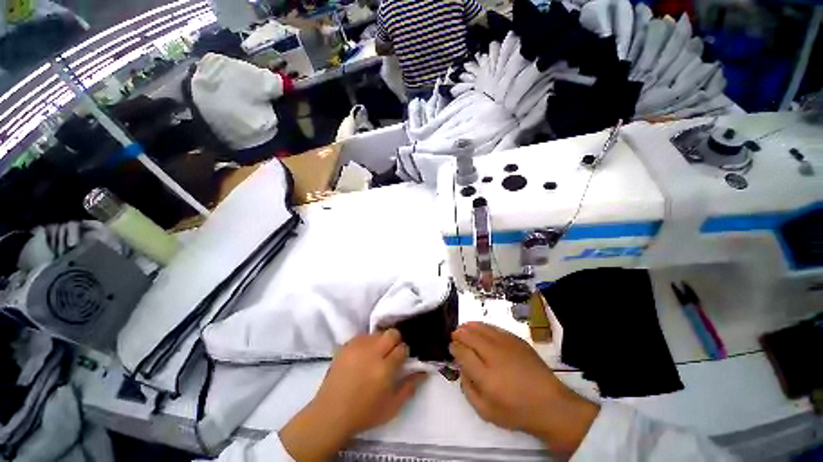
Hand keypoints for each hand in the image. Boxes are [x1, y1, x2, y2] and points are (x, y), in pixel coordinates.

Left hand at [279, 329, 426, 460]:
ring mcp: (357, 347)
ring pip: (377, 333)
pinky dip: (367, 342)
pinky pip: (363, 335)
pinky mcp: (346, 345)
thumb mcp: (392, 406)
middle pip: (391, 333)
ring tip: (376, 354)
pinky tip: (364, 354)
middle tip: (391, 353)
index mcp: (385, 368)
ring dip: (381, 341)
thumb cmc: (364, 413)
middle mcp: (372, 353)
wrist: (331, 413)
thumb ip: (410, 386)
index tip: (401, 359)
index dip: (404, 352)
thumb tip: (425, 371)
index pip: (402, 348)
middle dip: (395, 340)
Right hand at [450, 322, 599, 453]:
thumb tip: (461, 369)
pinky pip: (495, 328)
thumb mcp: (486, 412)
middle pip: (470, 337)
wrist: (550, 404)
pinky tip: (480, 327)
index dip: (454, 347)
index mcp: (486, 377)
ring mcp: (507, 345)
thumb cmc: (516, 411)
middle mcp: (494, 356)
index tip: (451, 346)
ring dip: (469, 327)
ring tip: (463, 327)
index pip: (463, 353)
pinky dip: (484, 326)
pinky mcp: (517, 340)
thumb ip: (468, 390)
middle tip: (454, 335)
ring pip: (482, 329)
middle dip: (459, 334)